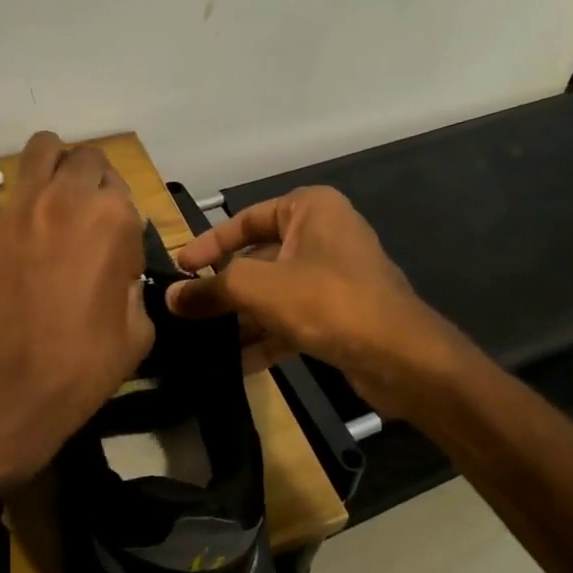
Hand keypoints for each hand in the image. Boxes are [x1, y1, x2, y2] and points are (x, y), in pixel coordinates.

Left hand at [0, 133, 152, 484]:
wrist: (6, 388)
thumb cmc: (85, 364)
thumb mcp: (138, 327)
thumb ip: (132, 280)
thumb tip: (117, 266)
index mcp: (113, 217)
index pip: (123, 189)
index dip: (122, 218)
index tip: (114, 248)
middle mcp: (65, 197)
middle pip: (85, 157)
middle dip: (91, 179)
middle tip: (85, 215)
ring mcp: (17, 207)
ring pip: (40, 150)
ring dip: (54, 167)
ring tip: (52, 201)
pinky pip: (7, 202)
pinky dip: (19, 213)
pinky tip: (15, 251)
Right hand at [166, 186, 471, 416]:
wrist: (401, 357)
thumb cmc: (326, 300)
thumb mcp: (258, 288)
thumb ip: (211, 289)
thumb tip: (171, 298)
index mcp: (309, 209)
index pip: (245, 219)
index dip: (208, 244)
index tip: (179, 268)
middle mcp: (323, 234)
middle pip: (258, 257)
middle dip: (225, 287)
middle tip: (187, 308)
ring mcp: (334, 275)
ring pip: (275, 291)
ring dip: (242, 317)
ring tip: (205, 340)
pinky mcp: (340, 312)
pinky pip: (293, 317)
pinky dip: (267, 336)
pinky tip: (238, 363)